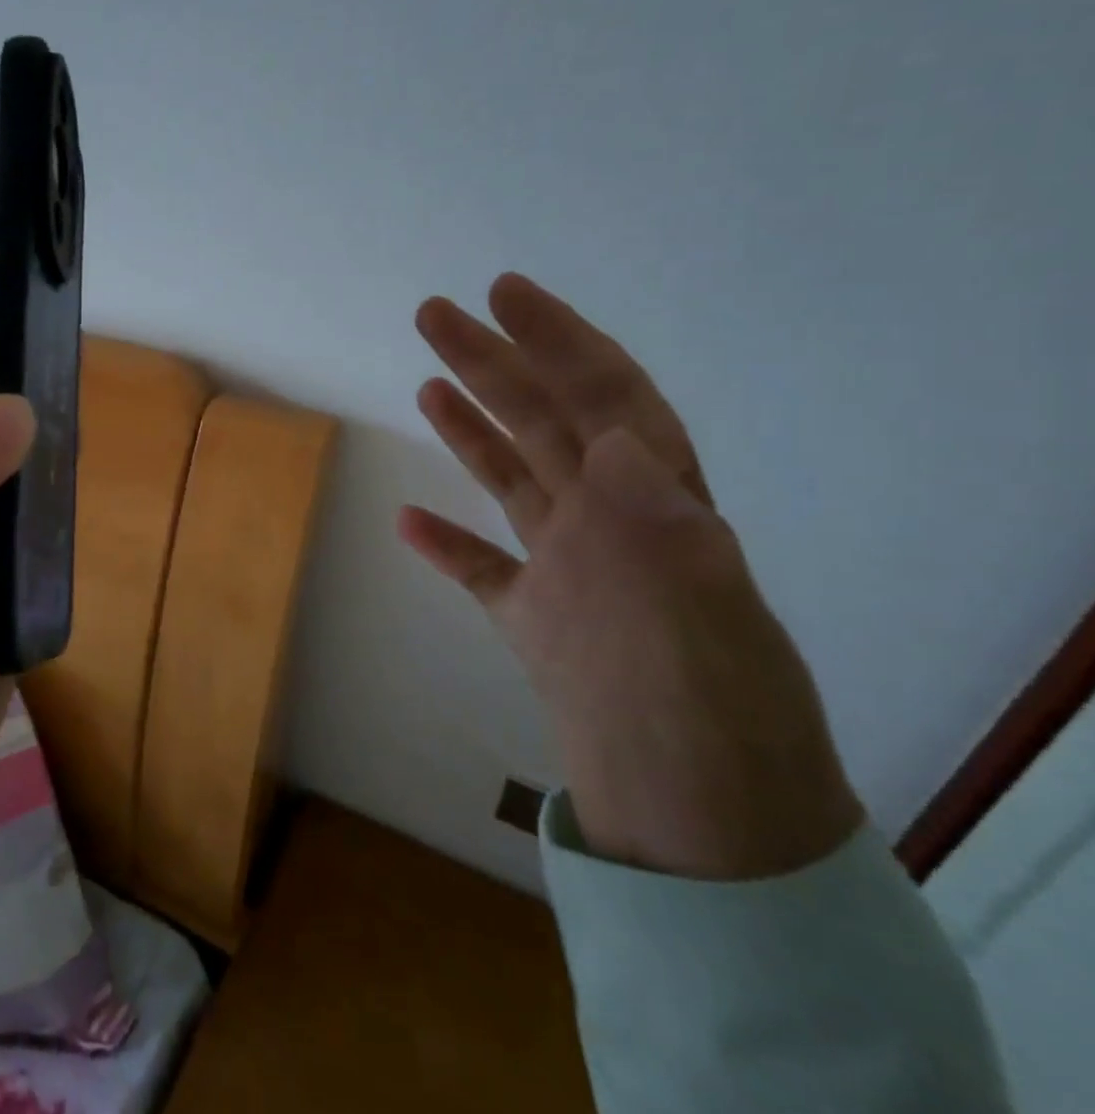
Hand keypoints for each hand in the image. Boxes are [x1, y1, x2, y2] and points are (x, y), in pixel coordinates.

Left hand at [0, 214, 35, 844]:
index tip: (1, 224)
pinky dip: (60, 463)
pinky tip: (87, 432)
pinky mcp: (0, 560)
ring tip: (85, 333)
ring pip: (8, 432)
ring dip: (39, 386)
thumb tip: (20, 408)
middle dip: (6, 320)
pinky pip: (37, 495)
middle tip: (63, 265)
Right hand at [401, 274, 862, 880]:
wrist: (696, 821)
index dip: (557, 339)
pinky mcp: (537, 621)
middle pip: (542, 422)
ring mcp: (570, 569)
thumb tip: (626, 440)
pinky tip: (407, 521)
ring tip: (429, 384)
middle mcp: (611, 522)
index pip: (605, 398)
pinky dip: (446, 541)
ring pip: (512, 478)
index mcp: (655, 507)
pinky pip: (483, 567)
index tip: (505, 292)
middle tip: (434, 313)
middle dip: (492, 361)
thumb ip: (662, 524)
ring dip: (470, 428)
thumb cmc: (705, 719)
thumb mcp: (703, 614)